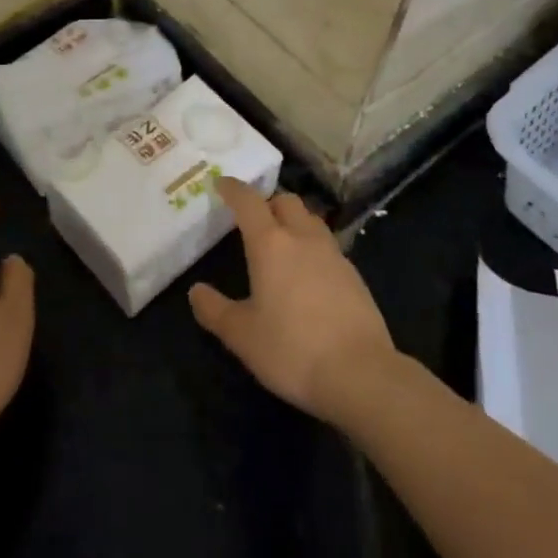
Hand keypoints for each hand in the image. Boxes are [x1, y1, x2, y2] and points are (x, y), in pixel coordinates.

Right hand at [189, 178, 395, 425]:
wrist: (361, 374)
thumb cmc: (292, 350)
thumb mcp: (242, 335)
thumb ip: (215, 310)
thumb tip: (196, 291)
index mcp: (270, 244)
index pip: (248, 202)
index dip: (233, 189)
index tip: (222, 183)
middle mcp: (303, 239)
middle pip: (286, 201)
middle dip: (268, 201)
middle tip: (253, 218)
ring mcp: (334, 255)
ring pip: (311, 220)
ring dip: (294, 221)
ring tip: (282, 242)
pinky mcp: (355, 276)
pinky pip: (328, 247)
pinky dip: (313, 248)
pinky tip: (309, 274)